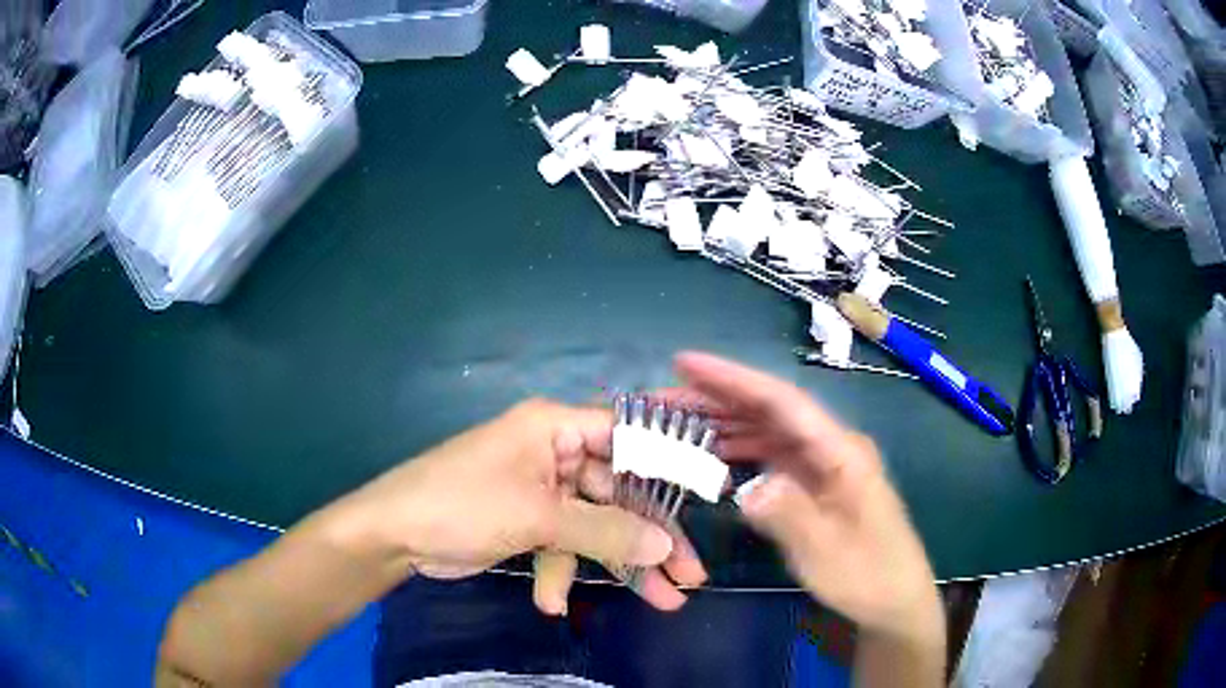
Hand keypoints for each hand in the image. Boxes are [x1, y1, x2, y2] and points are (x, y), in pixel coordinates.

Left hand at [326, 399, 705, 612]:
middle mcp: (551, 453)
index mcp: (553, 428)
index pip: (627, 437)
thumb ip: (604, 530)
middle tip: (690, 575)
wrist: (392, 535)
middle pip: (618, 494)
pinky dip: (561, 573)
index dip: (669, 466)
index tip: (708, 498)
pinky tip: (551, 601)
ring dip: (618, 564)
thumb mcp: (537, 517)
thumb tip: (663, 545)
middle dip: (652, 538)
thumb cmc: (461, 505)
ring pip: (596, 526)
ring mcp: (539, 491)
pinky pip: (562, 545)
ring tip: (660, 601)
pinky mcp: (526, 521)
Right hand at [664, 353, 942, 641]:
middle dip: (716, 397)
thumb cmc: (867, 575)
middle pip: (769, 409)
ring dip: (723, 422)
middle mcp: (831, 446)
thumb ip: (789, 515)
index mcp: (841, 451)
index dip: (732, 378)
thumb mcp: (826, 552)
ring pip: (767, 430)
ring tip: (675, 421)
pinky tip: (710, 454)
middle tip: (660, 397)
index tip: (685, 363)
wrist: (895, 598)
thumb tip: (746, 487)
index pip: (781, 401)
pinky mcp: (816, 482)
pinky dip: (738, 450)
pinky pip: (771, 456)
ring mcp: (823, 464)